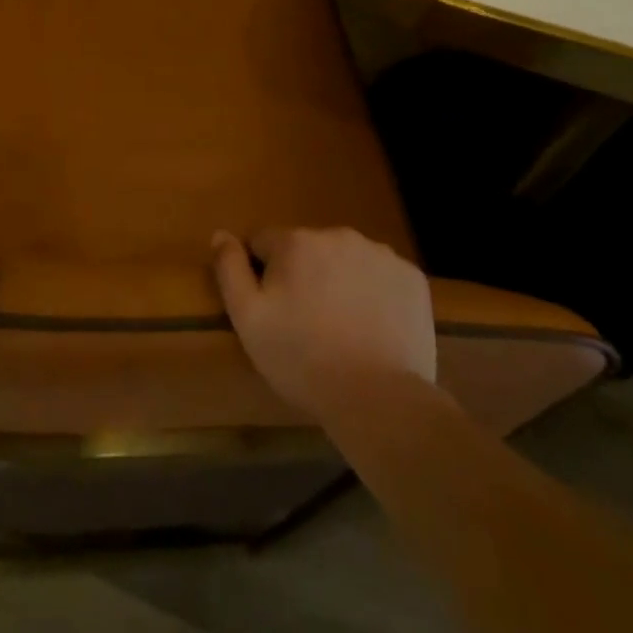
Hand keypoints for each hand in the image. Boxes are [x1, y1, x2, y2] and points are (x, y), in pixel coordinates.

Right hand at [212, 227, 436, 421]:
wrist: (378, 398)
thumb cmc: (301, 358)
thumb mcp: (248, 318)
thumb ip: (229, 269)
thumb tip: (221, 233)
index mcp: (295, 241)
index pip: (264, 242)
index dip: (262, 273)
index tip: (272, 308)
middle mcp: (338, 235)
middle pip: (307, 247)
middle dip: (302, 273)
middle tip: (306, 321)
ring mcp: (380, 254)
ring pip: (345, 259)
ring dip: (338, 279)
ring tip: (342, 327)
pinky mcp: (412, 277)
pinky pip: (381, 275)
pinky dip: (374, 292)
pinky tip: (372, 326)